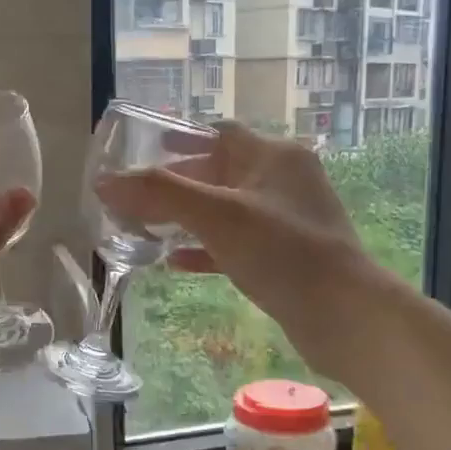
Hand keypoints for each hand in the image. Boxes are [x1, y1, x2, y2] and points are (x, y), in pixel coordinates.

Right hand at [97, 123, 374, 378]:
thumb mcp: (218, 216)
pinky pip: (235, 244)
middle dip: (175, 184)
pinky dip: (205, 249)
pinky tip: (175, 263)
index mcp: (274, 156)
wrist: (345, 316)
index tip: (142, 150)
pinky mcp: (284, 257)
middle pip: (218, 172)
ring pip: (224, 210)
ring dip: (186, 218)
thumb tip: (105, 183)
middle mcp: (283, 181)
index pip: (219, 133)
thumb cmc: (284, 252)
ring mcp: (285, 221)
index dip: (179, 138)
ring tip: (144, 227)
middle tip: (134, 197)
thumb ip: (160, 195)